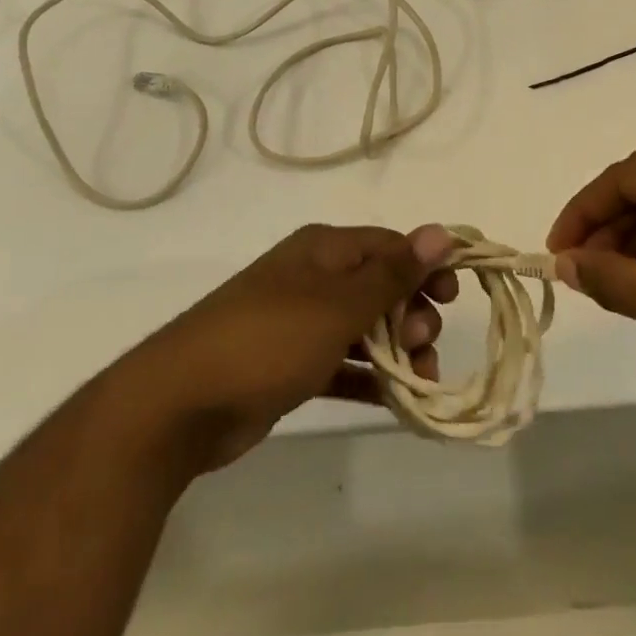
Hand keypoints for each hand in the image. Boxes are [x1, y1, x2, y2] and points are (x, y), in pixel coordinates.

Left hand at [129, 224, 458, 471]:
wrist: (180, 404)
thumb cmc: (268, 340)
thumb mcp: (338, 305)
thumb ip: (392, 273)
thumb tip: (441, 232)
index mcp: (324, 250)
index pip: (390, 245)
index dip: (426, 266)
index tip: (454, 297)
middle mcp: (314, 278)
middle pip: (380, 287)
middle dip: (411, 314)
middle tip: (422, 347)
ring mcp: (299, 322)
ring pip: (364, 328)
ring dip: (396, 351)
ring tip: (417, 383)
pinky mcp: (289, 365)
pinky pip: (342, 364)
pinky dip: (367, 378)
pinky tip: (395, 401)